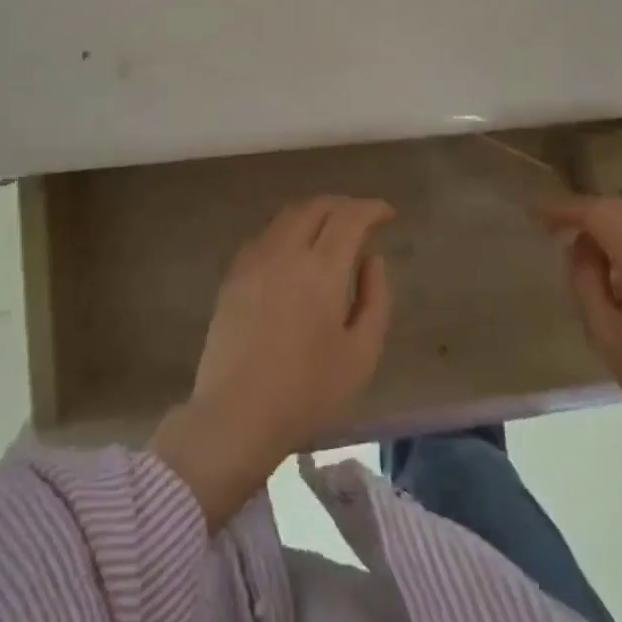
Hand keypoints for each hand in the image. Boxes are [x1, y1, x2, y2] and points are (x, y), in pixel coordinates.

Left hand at [151, 196, 393, 529]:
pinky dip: (289, 229)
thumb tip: (373, 258)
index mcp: (322, 269)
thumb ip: (376, 298)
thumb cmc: (307, 392)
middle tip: (362, 220)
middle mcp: (286, 252)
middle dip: (344, 205)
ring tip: (331, 231)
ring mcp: (254, 260)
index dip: (372, 209)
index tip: (388, 214)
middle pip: (317, 207)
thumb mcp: (362, 354)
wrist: (236, 416)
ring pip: (288, 215)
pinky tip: (295, 251)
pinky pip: (266, 235)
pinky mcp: (233, 275)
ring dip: (315, 213)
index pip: (350, 217)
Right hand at [542, 195, 621, 479]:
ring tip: (583, 249)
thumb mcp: (608, 336)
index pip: (596, 213)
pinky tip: (618, 267)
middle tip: (556, 228)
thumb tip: (580, 249)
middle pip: (619, 208)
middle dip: (585, 211)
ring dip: (608, 225)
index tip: (538, 216)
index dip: (564, 209)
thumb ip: (586, 283)